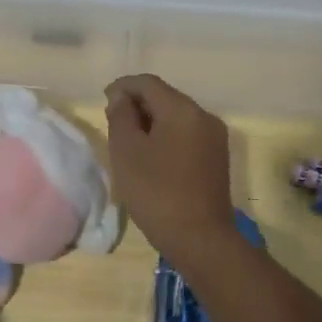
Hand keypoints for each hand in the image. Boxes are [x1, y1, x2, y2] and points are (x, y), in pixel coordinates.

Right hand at [104, 74, 234, 254]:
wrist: (200, 239)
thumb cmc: (157, 193)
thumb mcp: (127, 152)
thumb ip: (121, 117)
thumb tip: (122, 98)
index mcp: (182, 110)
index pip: (148, 83)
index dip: (122, 87)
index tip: (103, 101)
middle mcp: (203, 116)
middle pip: (165, 97)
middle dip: (137, 104)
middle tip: (113, 123)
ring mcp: (214, 137)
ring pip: (176, 117)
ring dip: (151, 122)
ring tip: (129, 142)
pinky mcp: (217, 158)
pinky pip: (186, 134)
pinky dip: (166, 136)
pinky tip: (152, 157)